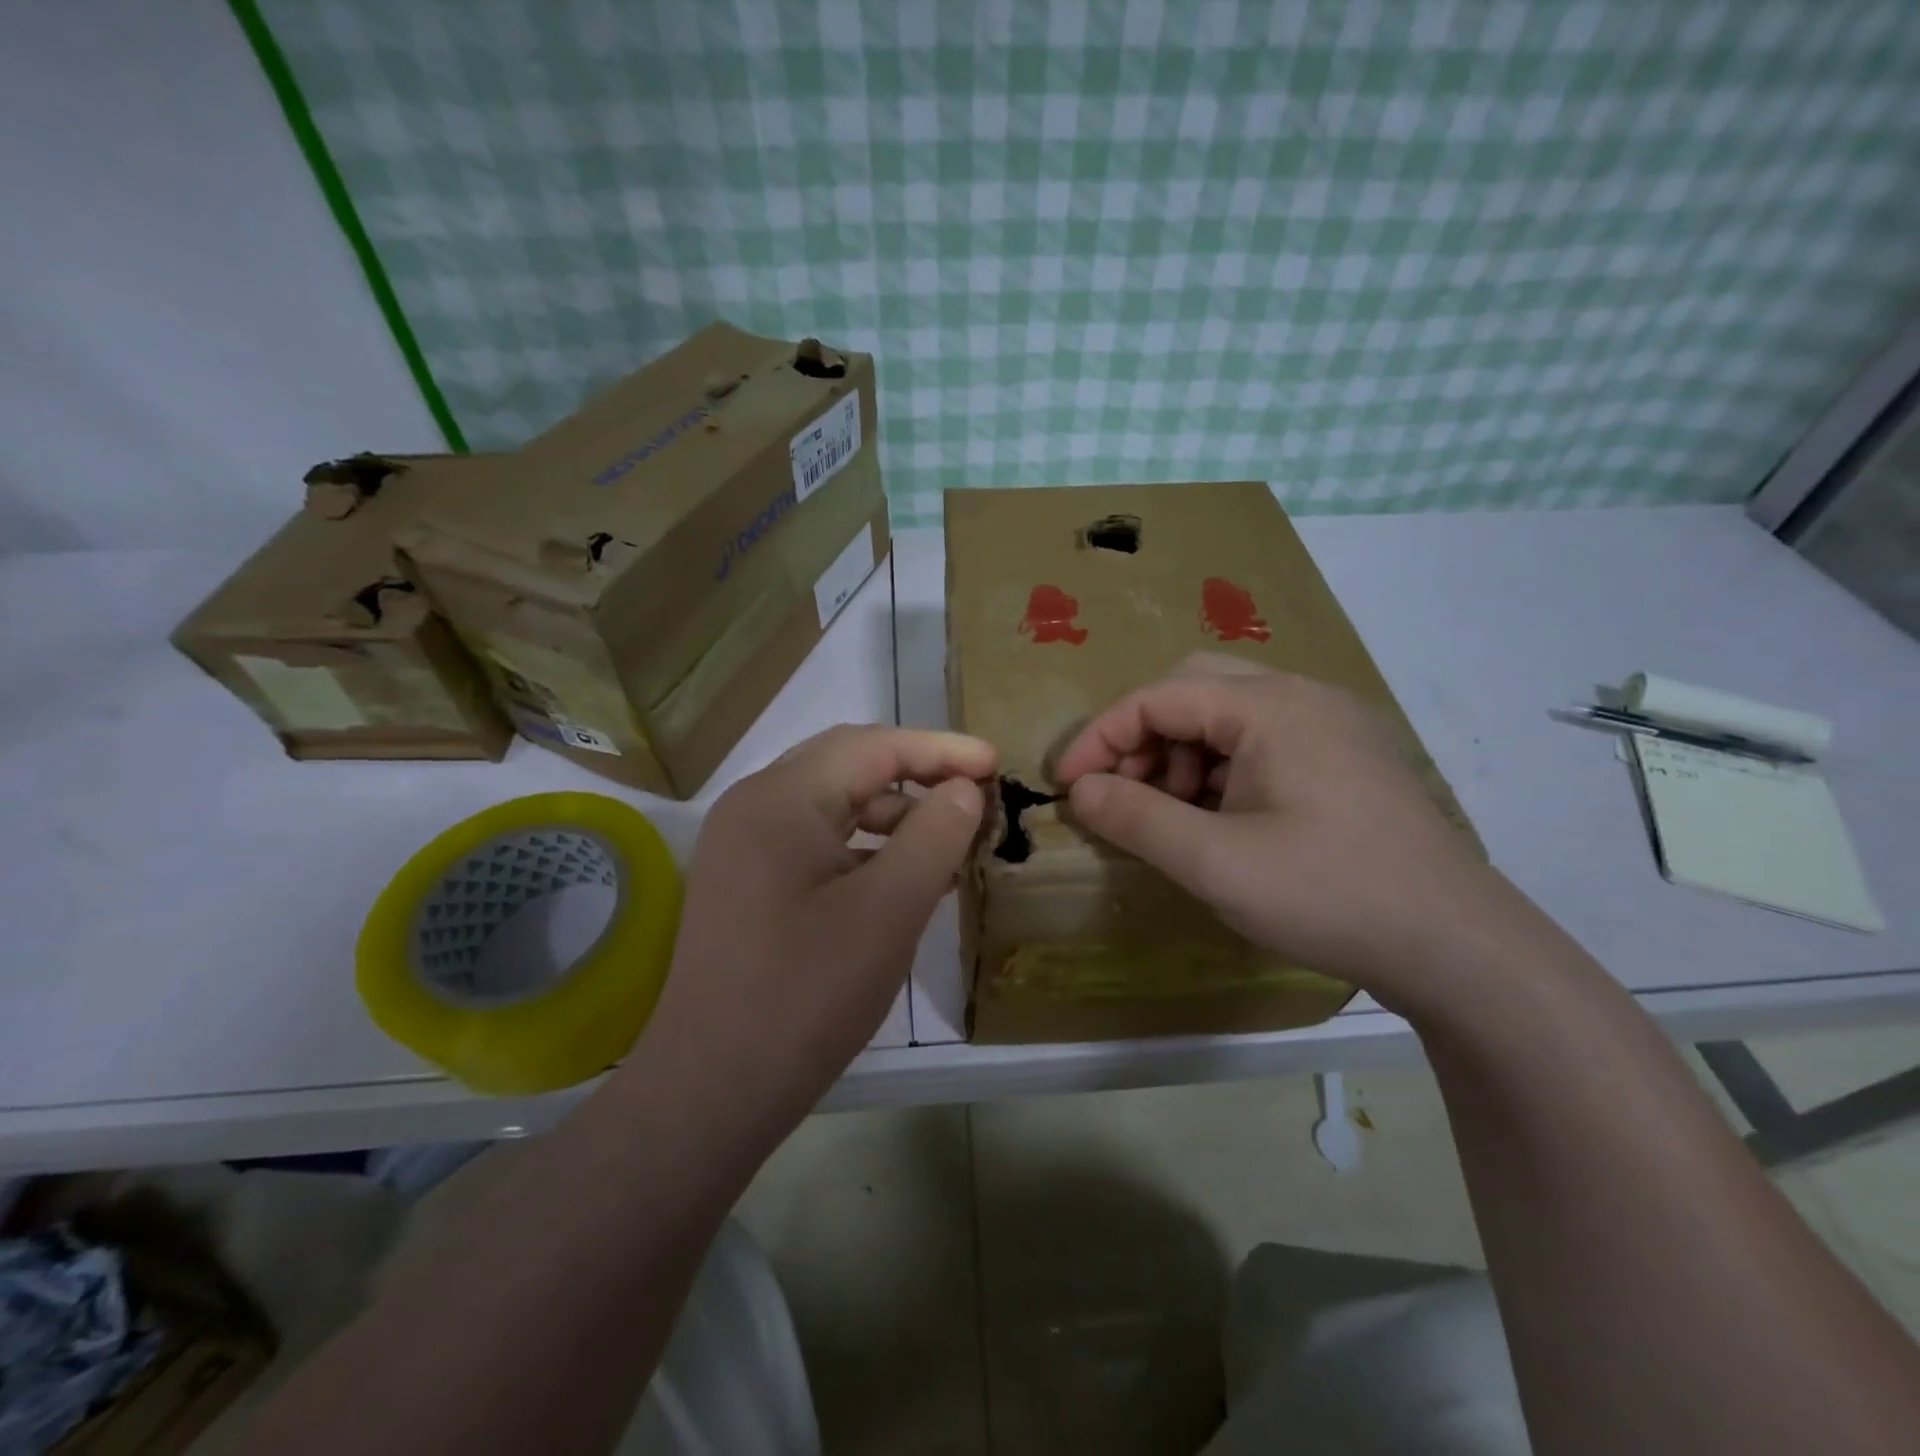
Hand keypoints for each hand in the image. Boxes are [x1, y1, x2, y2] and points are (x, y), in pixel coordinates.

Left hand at [638, 724, 993, 1143]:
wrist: (712, 1091)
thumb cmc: (806, 995)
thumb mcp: (889, 911)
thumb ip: (935, 836)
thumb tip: (963, 789)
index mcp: (780, 798)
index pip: (873, 746)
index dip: (941, 749)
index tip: (995, 764)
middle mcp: (754, 806)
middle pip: (849, 765)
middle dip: (918, 773)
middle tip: (976, 792)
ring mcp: (745, 846)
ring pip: (834, 805)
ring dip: (895, 814)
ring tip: (953, 841)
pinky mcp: (748, 883)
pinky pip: (817, 843)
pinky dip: (866, 848)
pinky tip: (907, 877)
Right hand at [1054, 654, 1508, 1012]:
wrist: (1456, 946)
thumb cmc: (1328, 895)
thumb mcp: (1215, 863)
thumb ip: (1136, 818)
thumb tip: (1080, 790)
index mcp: (1271, 706)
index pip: (1158, 697)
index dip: (1101, 737)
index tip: (1067, 785)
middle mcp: (1301, 696)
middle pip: (1192, 690)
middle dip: (1143, 739)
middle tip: (1122, 793)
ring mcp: (1329, 724)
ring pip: (1226, 715)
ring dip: (1180, 756)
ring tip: (1173, 816)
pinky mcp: (1343, 756)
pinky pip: (1260, 740)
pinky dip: (1220, 769)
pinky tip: (1219, 820)